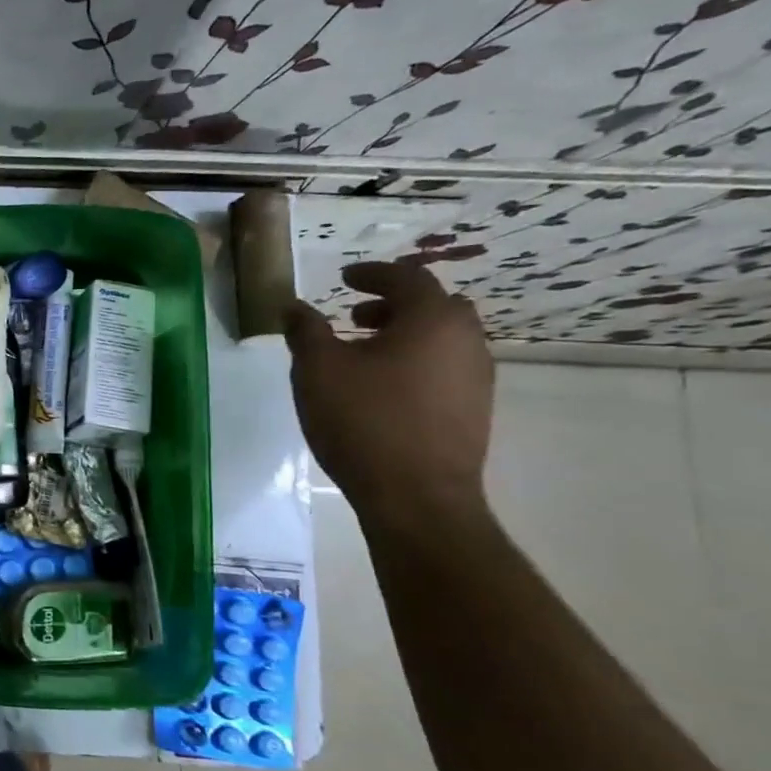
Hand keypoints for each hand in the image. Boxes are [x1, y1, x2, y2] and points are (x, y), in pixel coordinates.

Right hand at [284, 261, 493, 526]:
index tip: (344, 278)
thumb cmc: (363, 421)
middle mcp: (466, 340)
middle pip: (433, 306)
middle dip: (393, 304)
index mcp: (432, 320)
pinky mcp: (474, 410)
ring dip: (404, 335)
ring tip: (363, 355)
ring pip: (441, 339)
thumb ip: (306, 331)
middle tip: (354, 316)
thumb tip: (294, 306)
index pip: (407, 278)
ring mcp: (476, 377)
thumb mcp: (317, 370)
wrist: (416, 496)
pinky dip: (415, 362)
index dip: (373, 274)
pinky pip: (444, 368)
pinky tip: (382, 389)